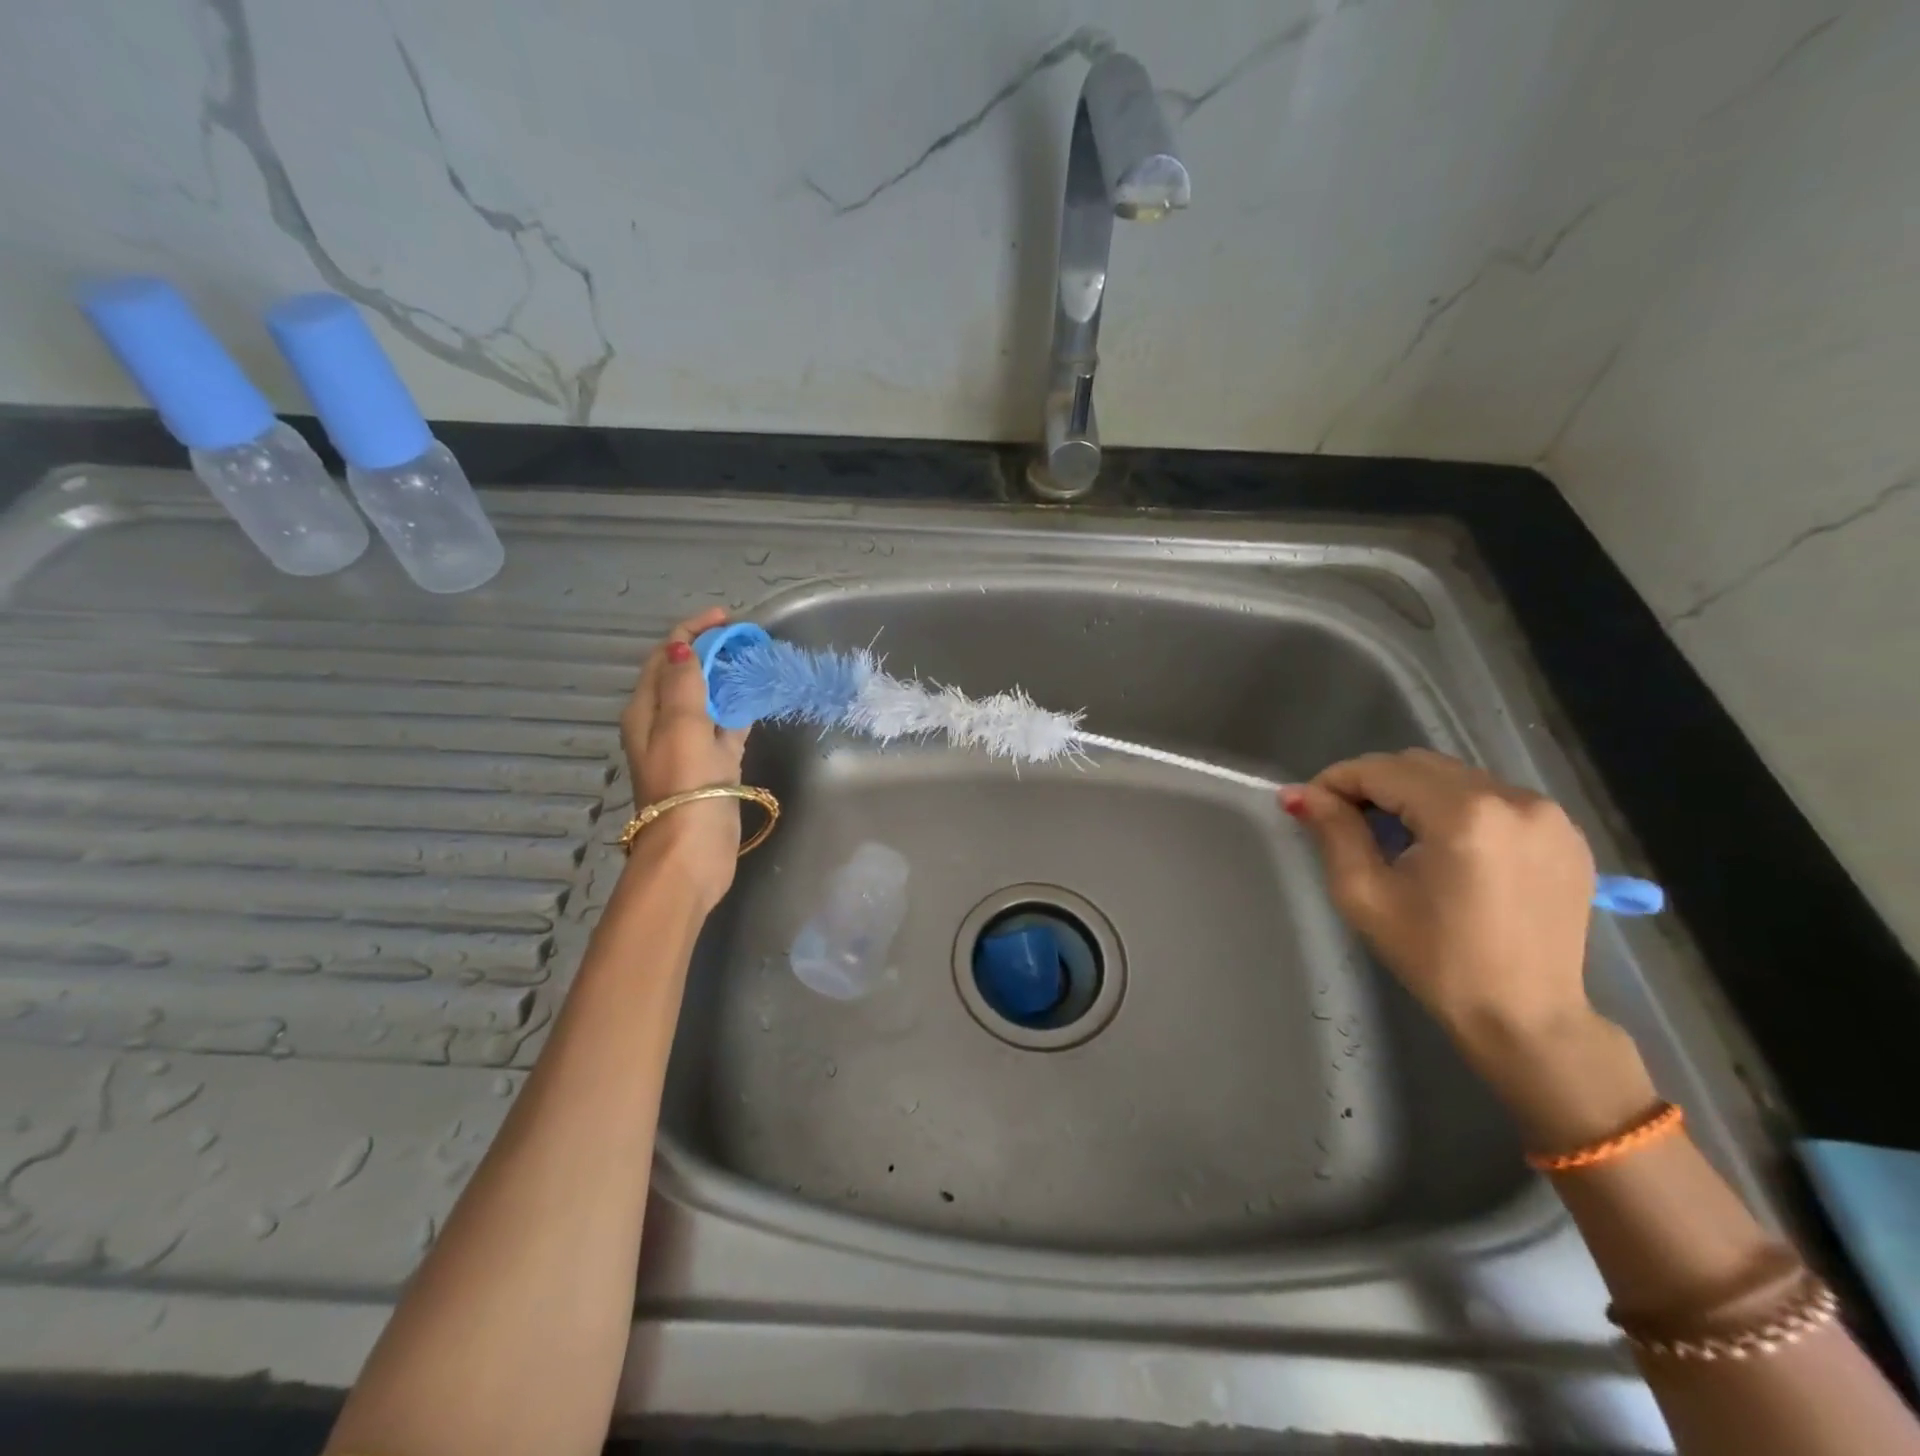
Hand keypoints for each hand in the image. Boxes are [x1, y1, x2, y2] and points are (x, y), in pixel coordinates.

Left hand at [619, 609, 749, 910]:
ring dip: (725, 679)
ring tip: (754, 662)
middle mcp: (662, 724)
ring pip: (706, 701)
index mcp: (646, 711)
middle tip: (745, 639)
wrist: (692, 849)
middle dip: (710, 652)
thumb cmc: (684, 784)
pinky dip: (737, 711)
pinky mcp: (711, 767)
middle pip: (685, 676)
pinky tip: (756, 701)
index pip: (665, 657)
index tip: (726, 619)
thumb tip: (682, 648)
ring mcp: (688, 746)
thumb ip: (684, 684)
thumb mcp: (681, 726)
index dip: (691, 632)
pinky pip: (724, 729)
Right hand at [1282, 749, 1598, 1056]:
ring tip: (1394, 834)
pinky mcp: (1566, 833)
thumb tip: (1298, 794)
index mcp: (1463, 814)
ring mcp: (1548, 814)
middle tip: (1345, 819)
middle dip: (1374, 784)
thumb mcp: (1365, 894)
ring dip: (1415, 793)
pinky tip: (1445, 846)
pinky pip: (1494, 797)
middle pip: (1420, 765)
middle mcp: (1513, 798)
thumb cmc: (1435, 959)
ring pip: (1457, 777)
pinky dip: (1458, 808)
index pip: (1381, 770)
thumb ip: (1333, 832)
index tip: (1309, 805)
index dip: (1336, 780)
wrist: (1526, 1016)